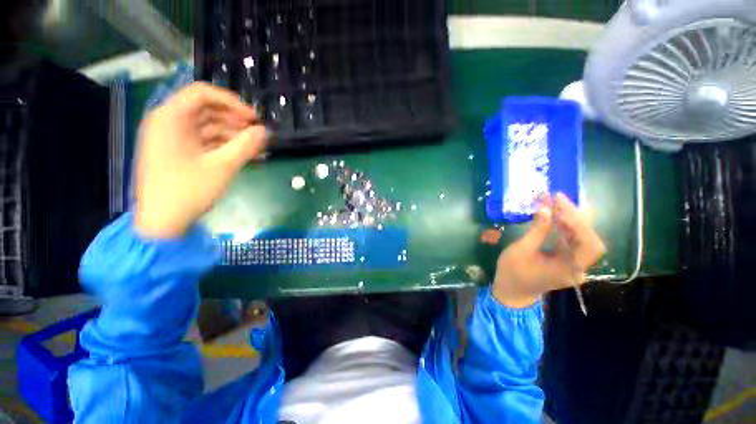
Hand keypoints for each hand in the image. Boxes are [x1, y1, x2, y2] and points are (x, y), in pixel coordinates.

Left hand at [134, 82, 267, 238]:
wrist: (162, 222)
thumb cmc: (188, 191)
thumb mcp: (223, 166)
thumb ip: (246, 145)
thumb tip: (264, 131)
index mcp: (170, 118)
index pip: (202, 93)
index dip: (231, 102)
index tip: (253, 118)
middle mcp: (167, 123)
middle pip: (205, 109)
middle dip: (234, 120)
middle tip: (257, 133)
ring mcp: (171, 139)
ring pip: (206, 127)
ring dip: (232, 134)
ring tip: (255, 147)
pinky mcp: (176, 153)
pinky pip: (203, 141)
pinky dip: (222, 146)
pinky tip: (242, 155)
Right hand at [489, 193, 605, 307]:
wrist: (511, 290)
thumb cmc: (513, 272)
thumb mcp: (521, 250)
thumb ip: (537, 230)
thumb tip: (545, 208)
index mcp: (568, 269)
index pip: (589, 244)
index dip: (579, 223)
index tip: (560, 205)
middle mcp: (577, 267)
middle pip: (589, 239)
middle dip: (575, 216)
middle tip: (557, 198)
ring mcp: (573, 264)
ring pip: (581, 238)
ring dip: (570, 219)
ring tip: (555, 202)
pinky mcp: (566, 260)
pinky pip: (572, 241)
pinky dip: (565, 226)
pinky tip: (555, 215)